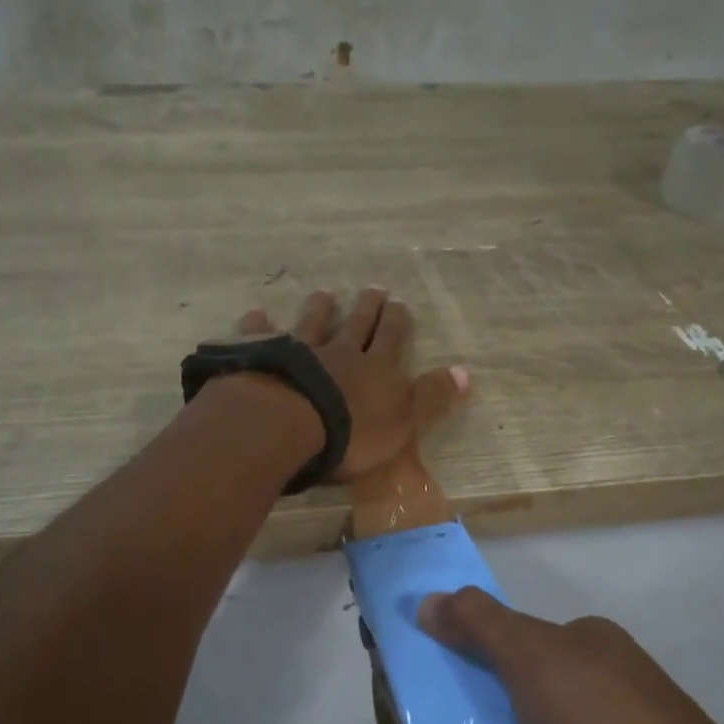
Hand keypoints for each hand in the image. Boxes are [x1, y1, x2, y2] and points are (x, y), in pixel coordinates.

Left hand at [238, 288, 468, 481]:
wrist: (288, 426)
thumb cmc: (351, 434)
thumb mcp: (404, 423)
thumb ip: (431, 398)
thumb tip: (466, 373)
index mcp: (376, 369)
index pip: (391, 338)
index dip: (397, 322)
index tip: (399, 303)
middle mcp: (339, 352)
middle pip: (356, 324)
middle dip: (367, 307)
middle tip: (372, 289)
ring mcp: (298, 351)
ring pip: (312, 323)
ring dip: (320, 308)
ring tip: (326, 293)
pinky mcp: (263, 358)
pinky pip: (261, 335)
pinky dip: (260, 324)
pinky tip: (257, 313)